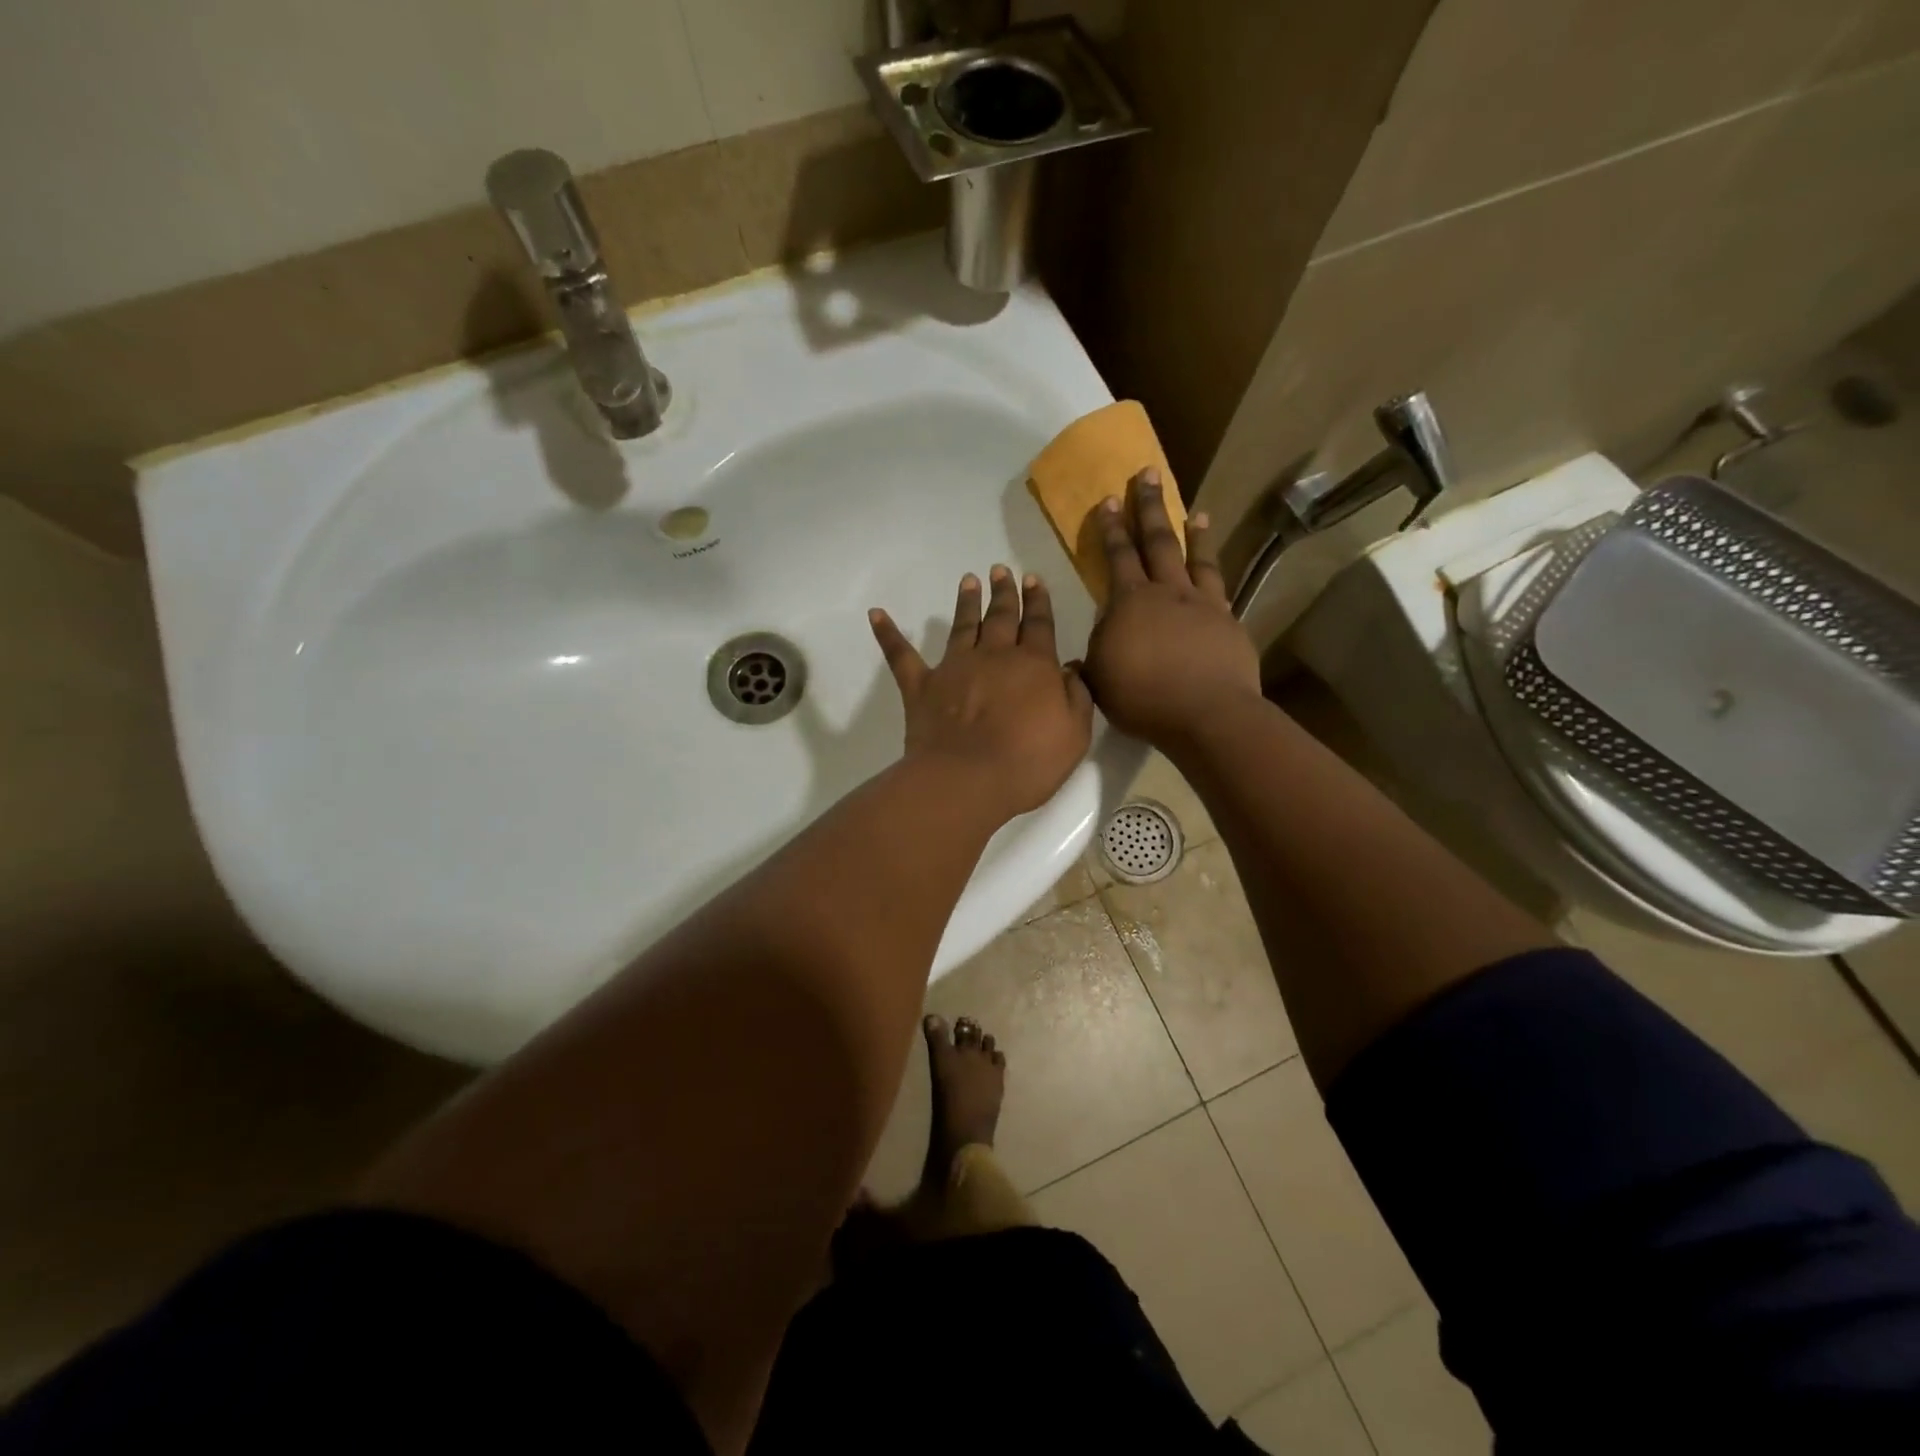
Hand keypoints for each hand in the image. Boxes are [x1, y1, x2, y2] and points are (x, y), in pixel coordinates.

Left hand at [870, 566, 1093, 819]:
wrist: (968, 780)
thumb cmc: (1028, 762)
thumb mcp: (1074, 734)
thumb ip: (1076, 697)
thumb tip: (1070, 668)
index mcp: (1034, 665)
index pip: (1039, 624)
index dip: (1037, 601)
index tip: (1033, 579)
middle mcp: (994, 656)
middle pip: (1001, 617)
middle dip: (1004, 592)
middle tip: (1001, 570)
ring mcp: (954, 668)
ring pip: (962, 626)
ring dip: (966, 602)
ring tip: (969, 580)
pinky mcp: (921, 687)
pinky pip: (901, 655)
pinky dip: (888, 634)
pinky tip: (875, 614)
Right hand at [1084, 468, 1261, 748]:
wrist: (1206, 713)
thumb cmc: (1143, 698)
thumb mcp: (1100, 677)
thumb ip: (1097, 650)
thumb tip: (1097, 636)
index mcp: (1129, 602)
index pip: (1117, 556)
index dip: (1111, 528)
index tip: (1107, 500)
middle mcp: (1166, 592)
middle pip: (1157, 541)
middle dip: (1148, 507)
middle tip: (1147, 474)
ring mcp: (1201, 603)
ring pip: (1194, 557)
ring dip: (1191, 531)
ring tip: (1193, 511)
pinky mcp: (1227, 620)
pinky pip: (1219, 584)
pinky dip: (1214, 567)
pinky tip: (1213, 560)